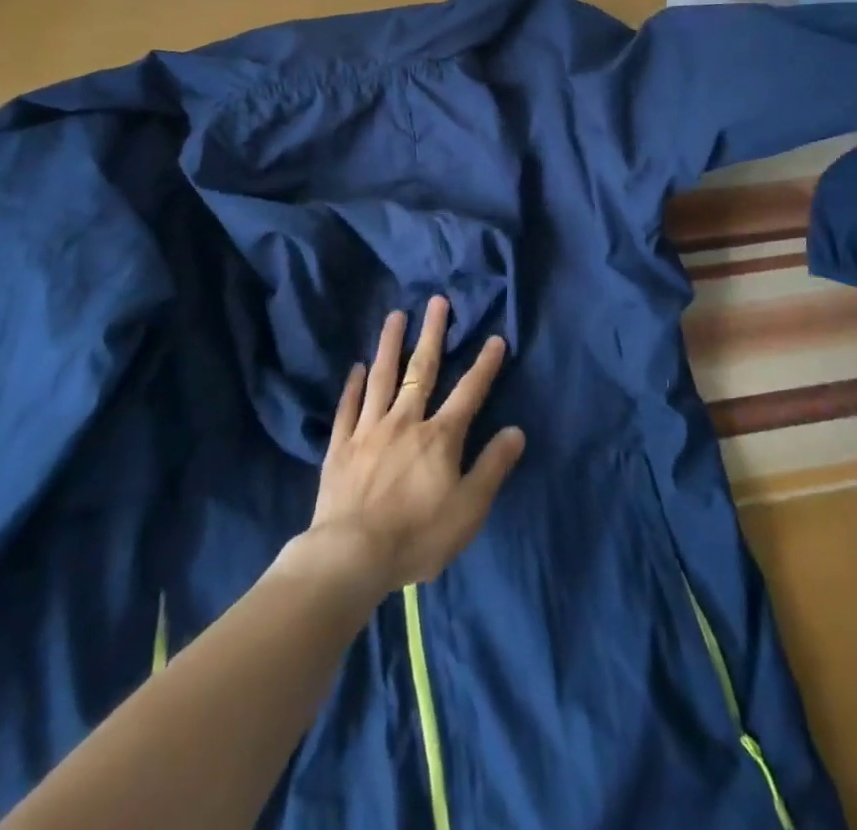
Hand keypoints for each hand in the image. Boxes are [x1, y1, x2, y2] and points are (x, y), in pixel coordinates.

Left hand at [303, 297, 525, 596]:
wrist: (351, 555)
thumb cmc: (417, 536)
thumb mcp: (469, 509)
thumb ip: (492, 467)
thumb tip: (516, 430)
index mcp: (439, 437)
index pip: (468, 393)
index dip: (484, 365)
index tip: (495, 338)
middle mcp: (405, 422)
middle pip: (422, 370)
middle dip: (432, 334)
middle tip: (436, 301)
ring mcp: (369, 430)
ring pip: (382, 378)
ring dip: (390, 344)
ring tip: (395, 315)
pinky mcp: (341, 445)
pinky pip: (348, 407)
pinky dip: (352, 385)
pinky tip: (355, 367)